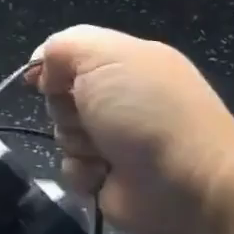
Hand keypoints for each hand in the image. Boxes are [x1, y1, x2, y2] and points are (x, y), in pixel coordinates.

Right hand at [28, 25, 233, 233]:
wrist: (191, 186)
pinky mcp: (110, 177)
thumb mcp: (104, 56)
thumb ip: (62, 47)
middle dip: (64, 108)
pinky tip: (102, 174)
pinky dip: (81, 172)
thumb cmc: (146, 112)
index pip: (72, 56)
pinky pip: (71, 168)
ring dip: (74, 142)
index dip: (52, 67)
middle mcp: (123, 99)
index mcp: (129, 63)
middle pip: (61, 96)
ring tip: (102, 152)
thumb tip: (42, 69)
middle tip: (88, 117)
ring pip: (62, 133)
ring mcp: (117, 140)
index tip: (43, 81)